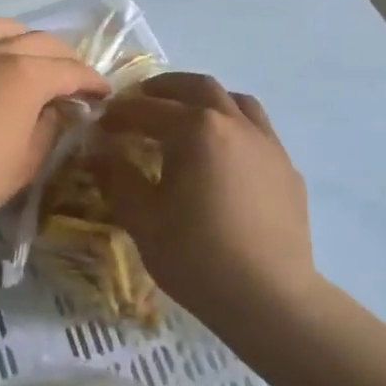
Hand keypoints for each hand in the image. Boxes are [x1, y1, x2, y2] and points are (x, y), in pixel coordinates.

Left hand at [0, 18, 107, 230]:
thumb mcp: (26, 162)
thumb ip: (48, 129)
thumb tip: (57, 110)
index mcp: (26, 74)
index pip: (71, 70)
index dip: (92, 81)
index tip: (105, 93)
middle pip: (40, 41)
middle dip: (64, 58)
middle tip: (74, 79)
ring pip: (1, 27)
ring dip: (25, 38)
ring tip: (31, 57)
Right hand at [87, 73, 320, 337]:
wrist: (270, 298)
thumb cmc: (197, 256)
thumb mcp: (142, 218)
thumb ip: (117, 177)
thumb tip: (98, 153)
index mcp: (196, 129)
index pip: (148, 109)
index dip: (119, 113)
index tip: (100, 124)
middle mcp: (234, 124)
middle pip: (197, 87)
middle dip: (164, 89)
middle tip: (140, 102)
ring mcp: (267, 144)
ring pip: (235, 101)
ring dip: (204, 100)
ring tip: (185, 117)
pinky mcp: (287, 168)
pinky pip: (257, 130)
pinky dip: (232, 127)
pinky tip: (222, 156)